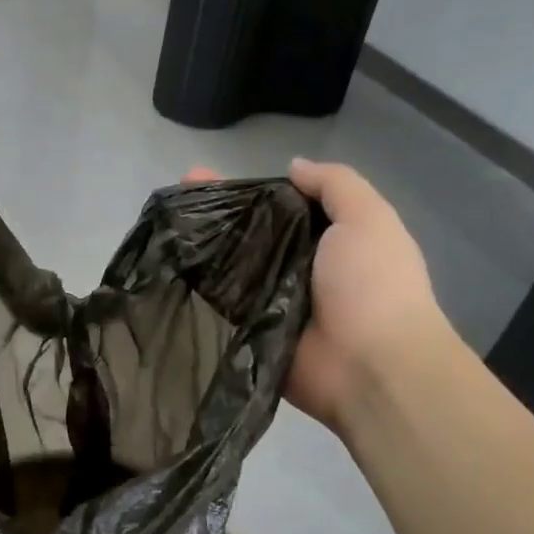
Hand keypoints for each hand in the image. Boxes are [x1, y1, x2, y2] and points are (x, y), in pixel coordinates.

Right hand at [183, 160, 444, 434]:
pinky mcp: (251, 334)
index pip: (279, 207)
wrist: (370, 366)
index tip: (205, 180)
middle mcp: (296, 269)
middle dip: (212, 218)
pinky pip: (220, 309)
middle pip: (248, 237)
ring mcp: (271, 304)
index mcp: (327, 240)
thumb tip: (293, 167)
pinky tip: (165, 271)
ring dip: (198, 253)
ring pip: (229, 271)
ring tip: (160, 231)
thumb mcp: (367, 218)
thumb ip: (335, 185)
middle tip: (171, 204)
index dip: (246, 191)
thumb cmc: (373, 284)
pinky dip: (196, 293)